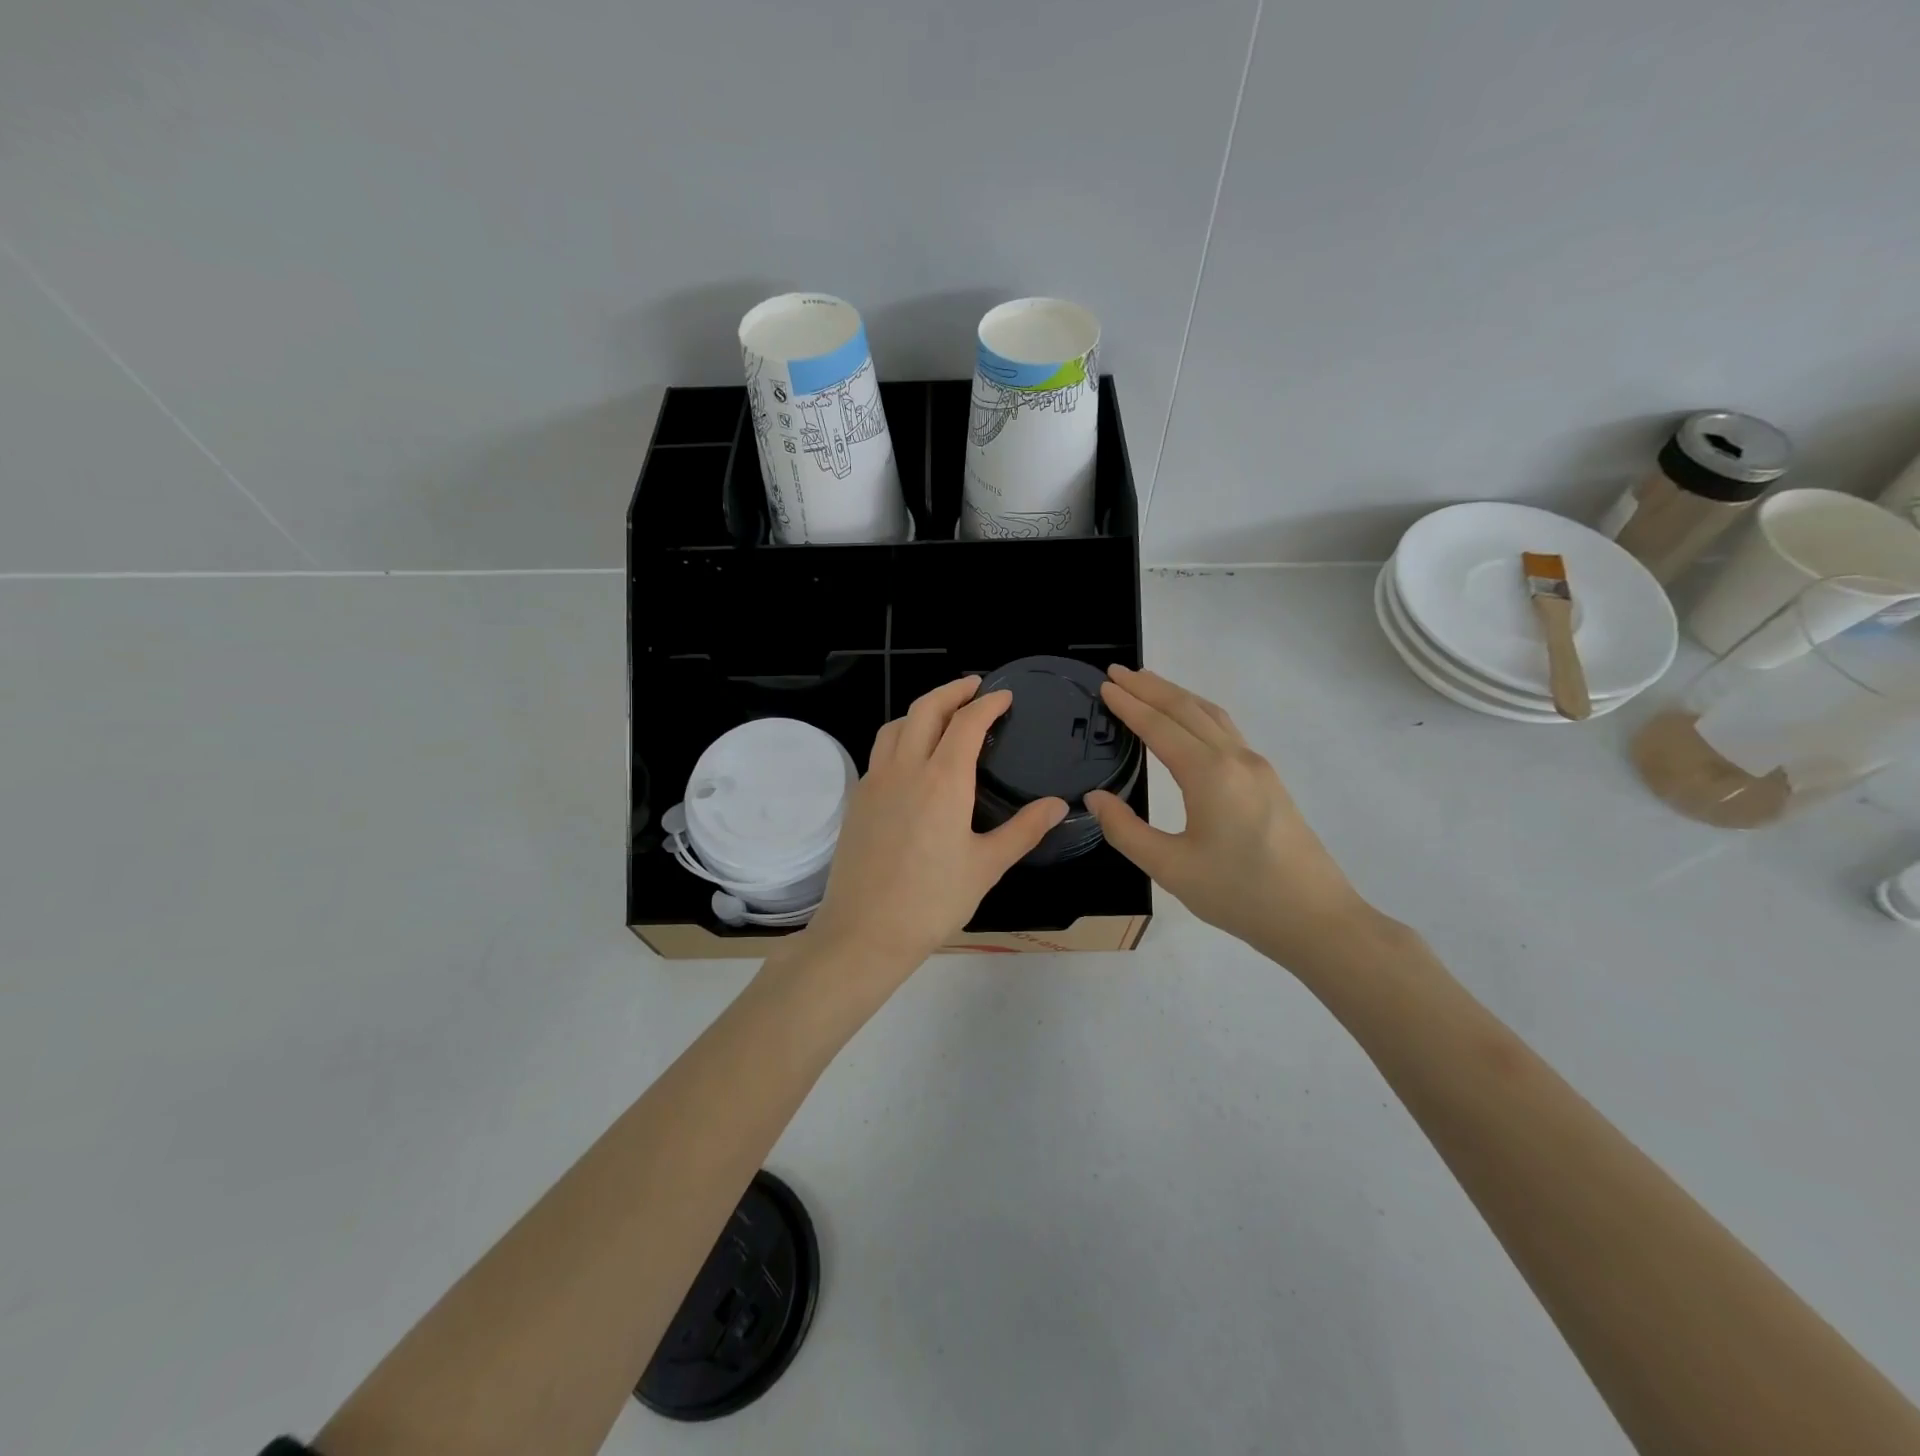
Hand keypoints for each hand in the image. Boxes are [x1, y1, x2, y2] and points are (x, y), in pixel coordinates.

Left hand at [806, 677, 1067, 971]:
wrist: (865, 932)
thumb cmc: (933, 901)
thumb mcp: (987, 866)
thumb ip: (1024, 829)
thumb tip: (1060, 804)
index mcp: (943, 780)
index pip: (967, 722)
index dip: (988, 703)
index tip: (1004, 696)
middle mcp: (905, 768)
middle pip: (926, 709)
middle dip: (952, 690)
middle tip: (974, 687)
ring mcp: (875, 781)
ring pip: (896, 725)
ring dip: (922, 710)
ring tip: (943, 716)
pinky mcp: (858, 799)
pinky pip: (880, 751)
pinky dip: (900, 736)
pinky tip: (912, 758)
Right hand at [1086, 666, 1376, 966]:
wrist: (1315, 918)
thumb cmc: (1239, 894)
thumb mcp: (1171, 868)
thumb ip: (1126, 831)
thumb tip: (1096, 798)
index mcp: (1209, 774)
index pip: (1160, 727)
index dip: (1130, 705)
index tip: (1105, 685)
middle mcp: (1235, 758)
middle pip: (1187, 709)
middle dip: (1150, 687)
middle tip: (1118, 672)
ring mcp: (1257, 767)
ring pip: (1211, 715)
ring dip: (1177, 695)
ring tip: (1148, 685)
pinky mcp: (1268, 781)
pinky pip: (1226, 730)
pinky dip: (1198, 713)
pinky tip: (1189, 722)